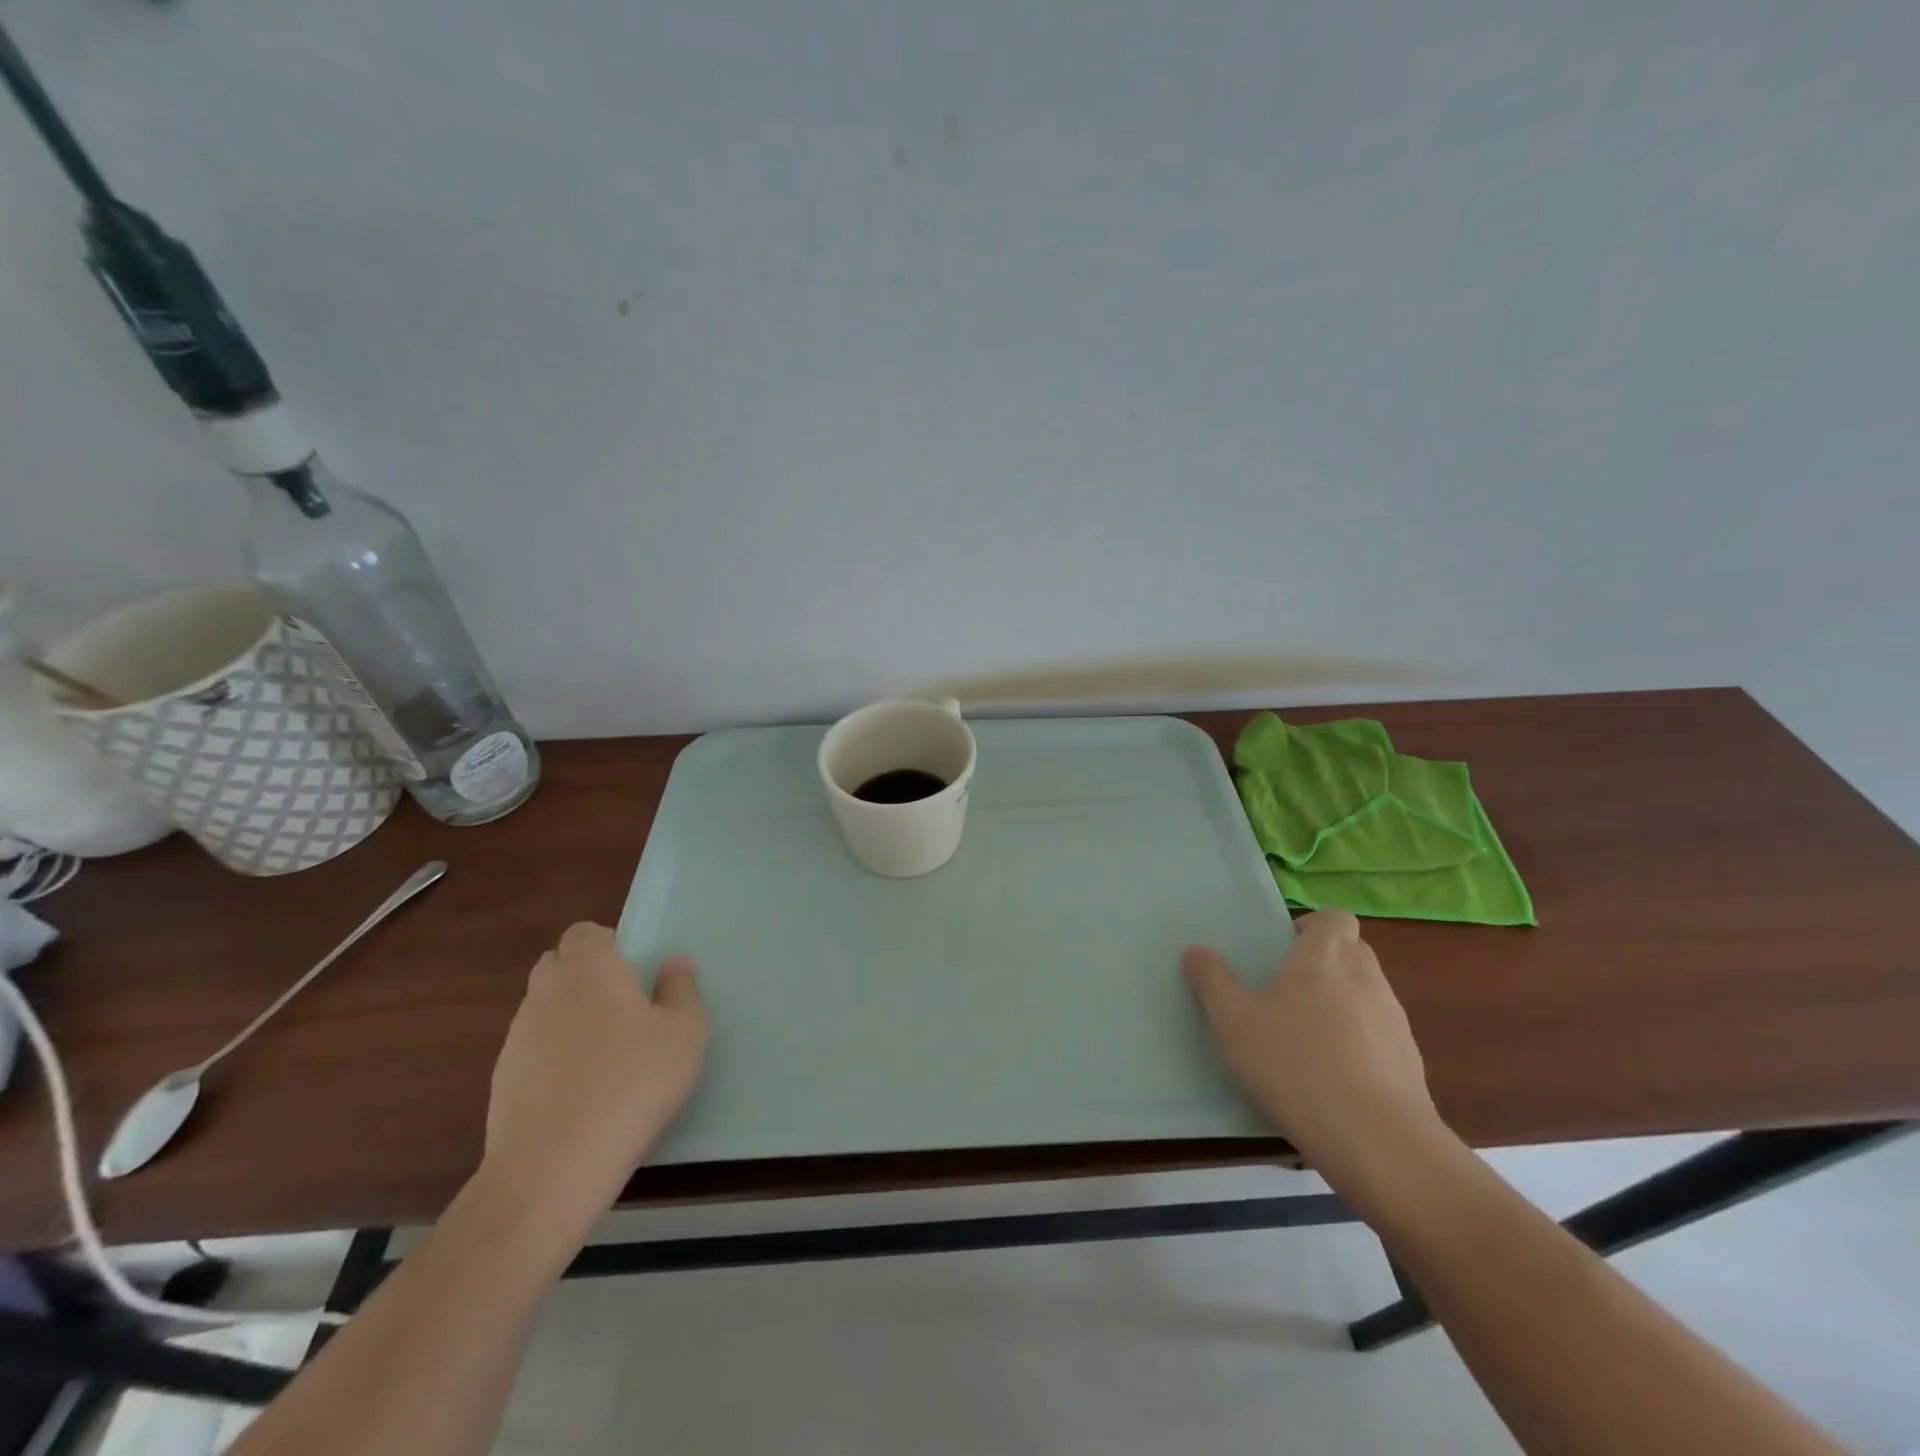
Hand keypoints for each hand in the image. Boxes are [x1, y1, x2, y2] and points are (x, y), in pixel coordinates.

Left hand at [481, 923, 706, 1233]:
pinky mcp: (501, 1081)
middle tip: (624, 1009)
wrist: (553, 1168)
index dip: (609, 944)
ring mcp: (516, 1038)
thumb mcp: (684, 1033)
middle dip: (585, 977)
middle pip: (558, 965)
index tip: (634, 973)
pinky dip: (553, 1058)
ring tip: (605, 1056)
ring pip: (543, 1008)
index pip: (585, 932)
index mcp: (589, 969)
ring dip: (569, 1018)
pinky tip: (580, 1092)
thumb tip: (674, 963)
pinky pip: (532, 1050)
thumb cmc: (632, 1083)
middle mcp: (545, 992)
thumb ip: (681, 989)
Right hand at [1182, 910, 1444, 1182]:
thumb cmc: (1297, 1066)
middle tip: (1286, 990)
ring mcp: (1395, 1020)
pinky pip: (1381, 1035)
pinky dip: (1360, 1043)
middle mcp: (1367, 977)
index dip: (1312, 926)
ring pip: (1367, 993)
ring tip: (1307, 1039)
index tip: (1284, 949)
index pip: (1335, 917)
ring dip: (1342, 1003)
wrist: (1379, 1143)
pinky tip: (1333, 1078)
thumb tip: (1195, 951)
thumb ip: (1213, 983)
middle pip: (1352, 950)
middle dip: (1324, 962)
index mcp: (1326, 956)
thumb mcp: (1235, 1024)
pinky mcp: (1411, 1062)